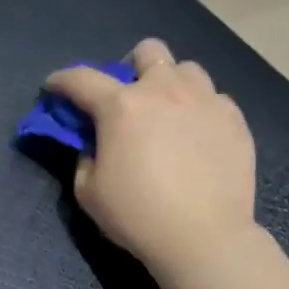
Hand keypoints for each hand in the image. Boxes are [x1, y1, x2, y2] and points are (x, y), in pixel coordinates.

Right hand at [45, 38, 257, 276]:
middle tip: (129, 97)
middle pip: (148, 51)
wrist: (203, 237)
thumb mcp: (89, 191)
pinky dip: (200, 110)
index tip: (54, 87)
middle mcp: (164, 91)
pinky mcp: (234, 119)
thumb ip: (85, 157)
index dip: (61, 80)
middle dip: (132, 66)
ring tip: (169, 113)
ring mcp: (205, 101)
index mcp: (121, 106)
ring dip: (171, 84)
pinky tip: (197, 136)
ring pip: (186, 70)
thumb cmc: (138, 216)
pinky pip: (214, 99)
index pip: (81, 79)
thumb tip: (94, 143)